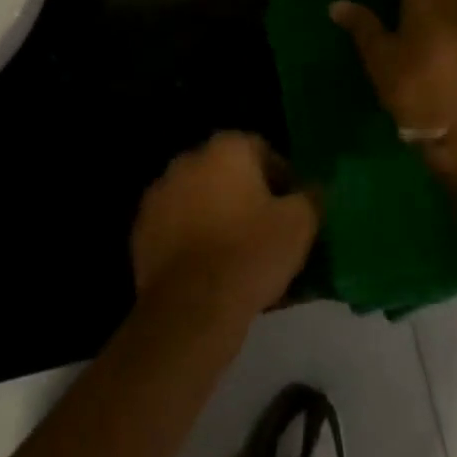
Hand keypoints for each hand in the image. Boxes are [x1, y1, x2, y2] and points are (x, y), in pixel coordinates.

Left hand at [131, 132, 320, 317]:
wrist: (190, 308)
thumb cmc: (250, 254)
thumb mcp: (300, 224)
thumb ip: (311, 196)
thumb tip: (314, 188)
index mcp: (226, 148)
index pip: (261, 149)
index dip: (281, 177)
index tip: (292, 208)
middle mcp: (188, 159)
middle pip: (227, 171)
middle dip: (246, 194)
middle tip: (266, 229)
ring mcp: (159, 193)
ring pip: (199, 198)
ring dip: (217, 214)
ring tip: (237, 252)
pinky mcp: (141, 228)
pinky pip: (176, 226)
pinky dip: (191, 238)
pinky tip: (208, 268)